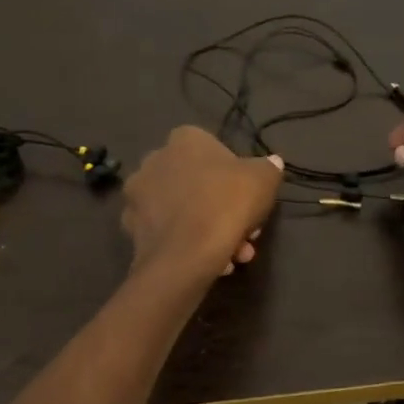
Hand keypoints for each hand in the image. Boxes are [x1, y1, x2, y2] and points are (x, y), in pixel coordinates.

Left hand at [122, 127, 283, 280]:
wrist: (185, 255)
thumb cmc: (226, 204)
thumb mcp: (263, 179)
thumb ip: (268, 167)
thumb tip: (272, 162)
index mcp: (183, 140)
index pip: (214, 150)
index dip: (236, 177)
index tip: (250, 200)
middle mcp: (153, 161)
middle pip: (198, 184)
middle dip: (224, 209)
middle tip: (245, 234)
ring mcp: (138, 195)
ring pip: (185, 211)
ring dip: (211, 230)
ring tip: (233, 256)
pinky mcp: (131, 228)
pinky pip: (170, 233)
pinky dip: (190, 245)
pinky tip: (212, 263)